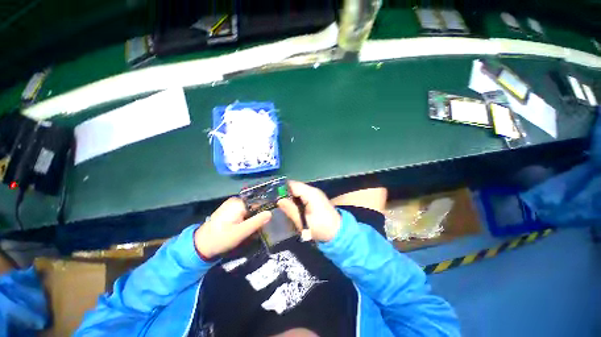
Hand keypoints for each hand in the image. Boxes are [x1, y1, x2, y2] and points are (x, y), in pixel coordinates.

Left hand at [194, 197, 271, 259]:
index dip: (263, 214)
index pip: (259, 204)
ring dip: (251, 221)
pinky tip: (242, 230)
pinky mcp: (229, 211)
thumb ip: (256, 222)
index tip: (263, 226)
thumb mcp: (241, 232)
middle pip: (254, 207)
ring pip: (249, 211)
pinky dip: (245, 221)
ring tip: (248, 233)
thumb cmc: (221, 238)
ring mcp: (232, 205)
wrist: (200, 245)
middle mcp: (236, 201)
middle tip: (254, 232)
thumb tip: (270, 213)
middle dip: (256, 219)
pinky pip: (243, 213)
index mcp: (239, 203)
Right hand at [277, 181, 340, 241]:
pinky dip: (296, 199)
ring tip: (279, 204)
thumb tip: (278, 200)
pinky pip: (303, 195)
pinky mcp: (316, 198)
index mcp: (310, 193)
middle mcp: (313, 190)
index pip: (292, 185)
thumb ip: (291, 209)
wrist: (338, 232)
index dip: (281, 188)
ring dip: (290, 197)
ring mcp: (315, 194)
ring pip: (298, 191)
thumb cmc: (321, 228)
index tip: (270, 194)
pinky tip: (291, 206)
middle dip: (284, 193)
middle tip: (273, 201)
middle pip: (295, 187)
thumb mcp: (303, 221)